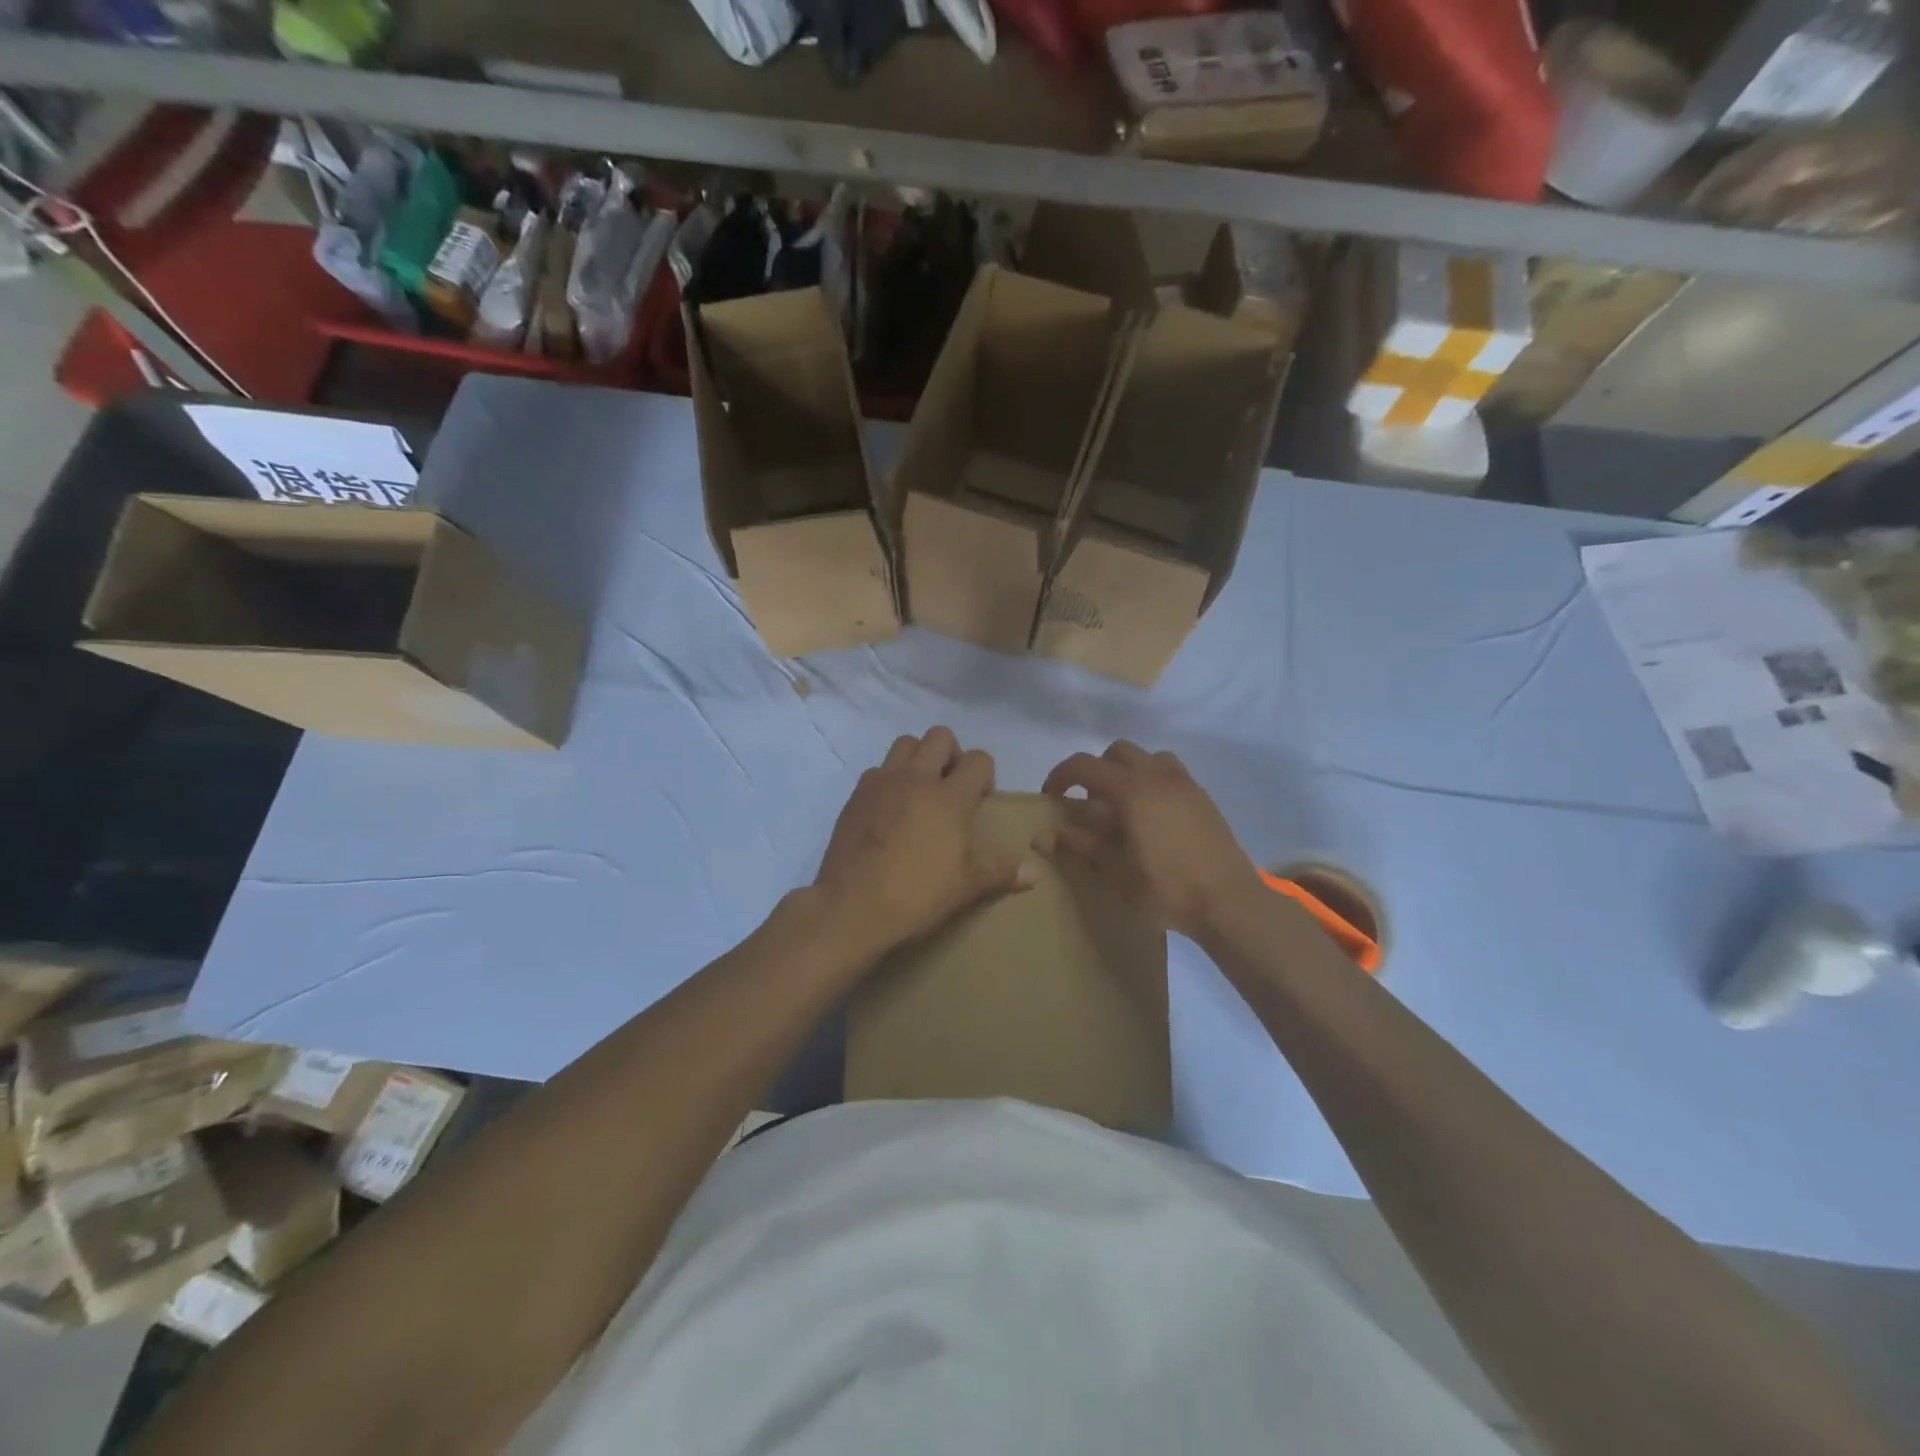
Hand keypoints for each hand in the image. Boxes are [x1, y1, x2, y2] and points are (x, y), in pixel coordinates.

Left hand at [814, 727, 1033, 959]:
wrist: (852, 905)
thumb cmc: (918, 894)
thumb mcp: (967, 887)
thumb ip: (1001, 872)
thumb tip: (1034, 874)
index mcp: (950, 796)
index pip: (978, 759)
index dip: (984, 775)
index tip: (980, 802)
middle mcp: (917, 778)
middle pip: (940, 736)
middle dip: (951, 755)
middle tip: (951, 788)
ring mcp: (882, 782)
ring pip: (905, 743)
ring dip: (918, 758)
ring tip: (920, 792)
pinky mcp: (856, 795)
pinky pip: (877, 770)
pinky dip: (889, 780)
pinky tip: (889, 810)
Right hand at [1041, 742, 1264, 938]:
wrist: (1229, 902)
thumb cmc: (1166, 889)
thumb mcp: (1115, 874)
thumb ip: (1081, 847)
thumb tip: (1047, 834)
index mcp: (1131, 790)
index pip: (1084, 766)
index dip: (1061, 776)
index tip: (1051, 797)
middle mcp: (1157, 776)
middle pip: (1117, 752)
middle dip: (1096, 770)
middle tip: (1089, 803)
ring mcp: (1185, 784)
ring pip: (1148, 757)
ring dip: (1128, 772)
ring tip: (1124, 806)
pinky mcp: (1203, 798)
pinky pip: (1171, 773)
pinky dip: (1153, 782)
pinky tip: (1154, 818)